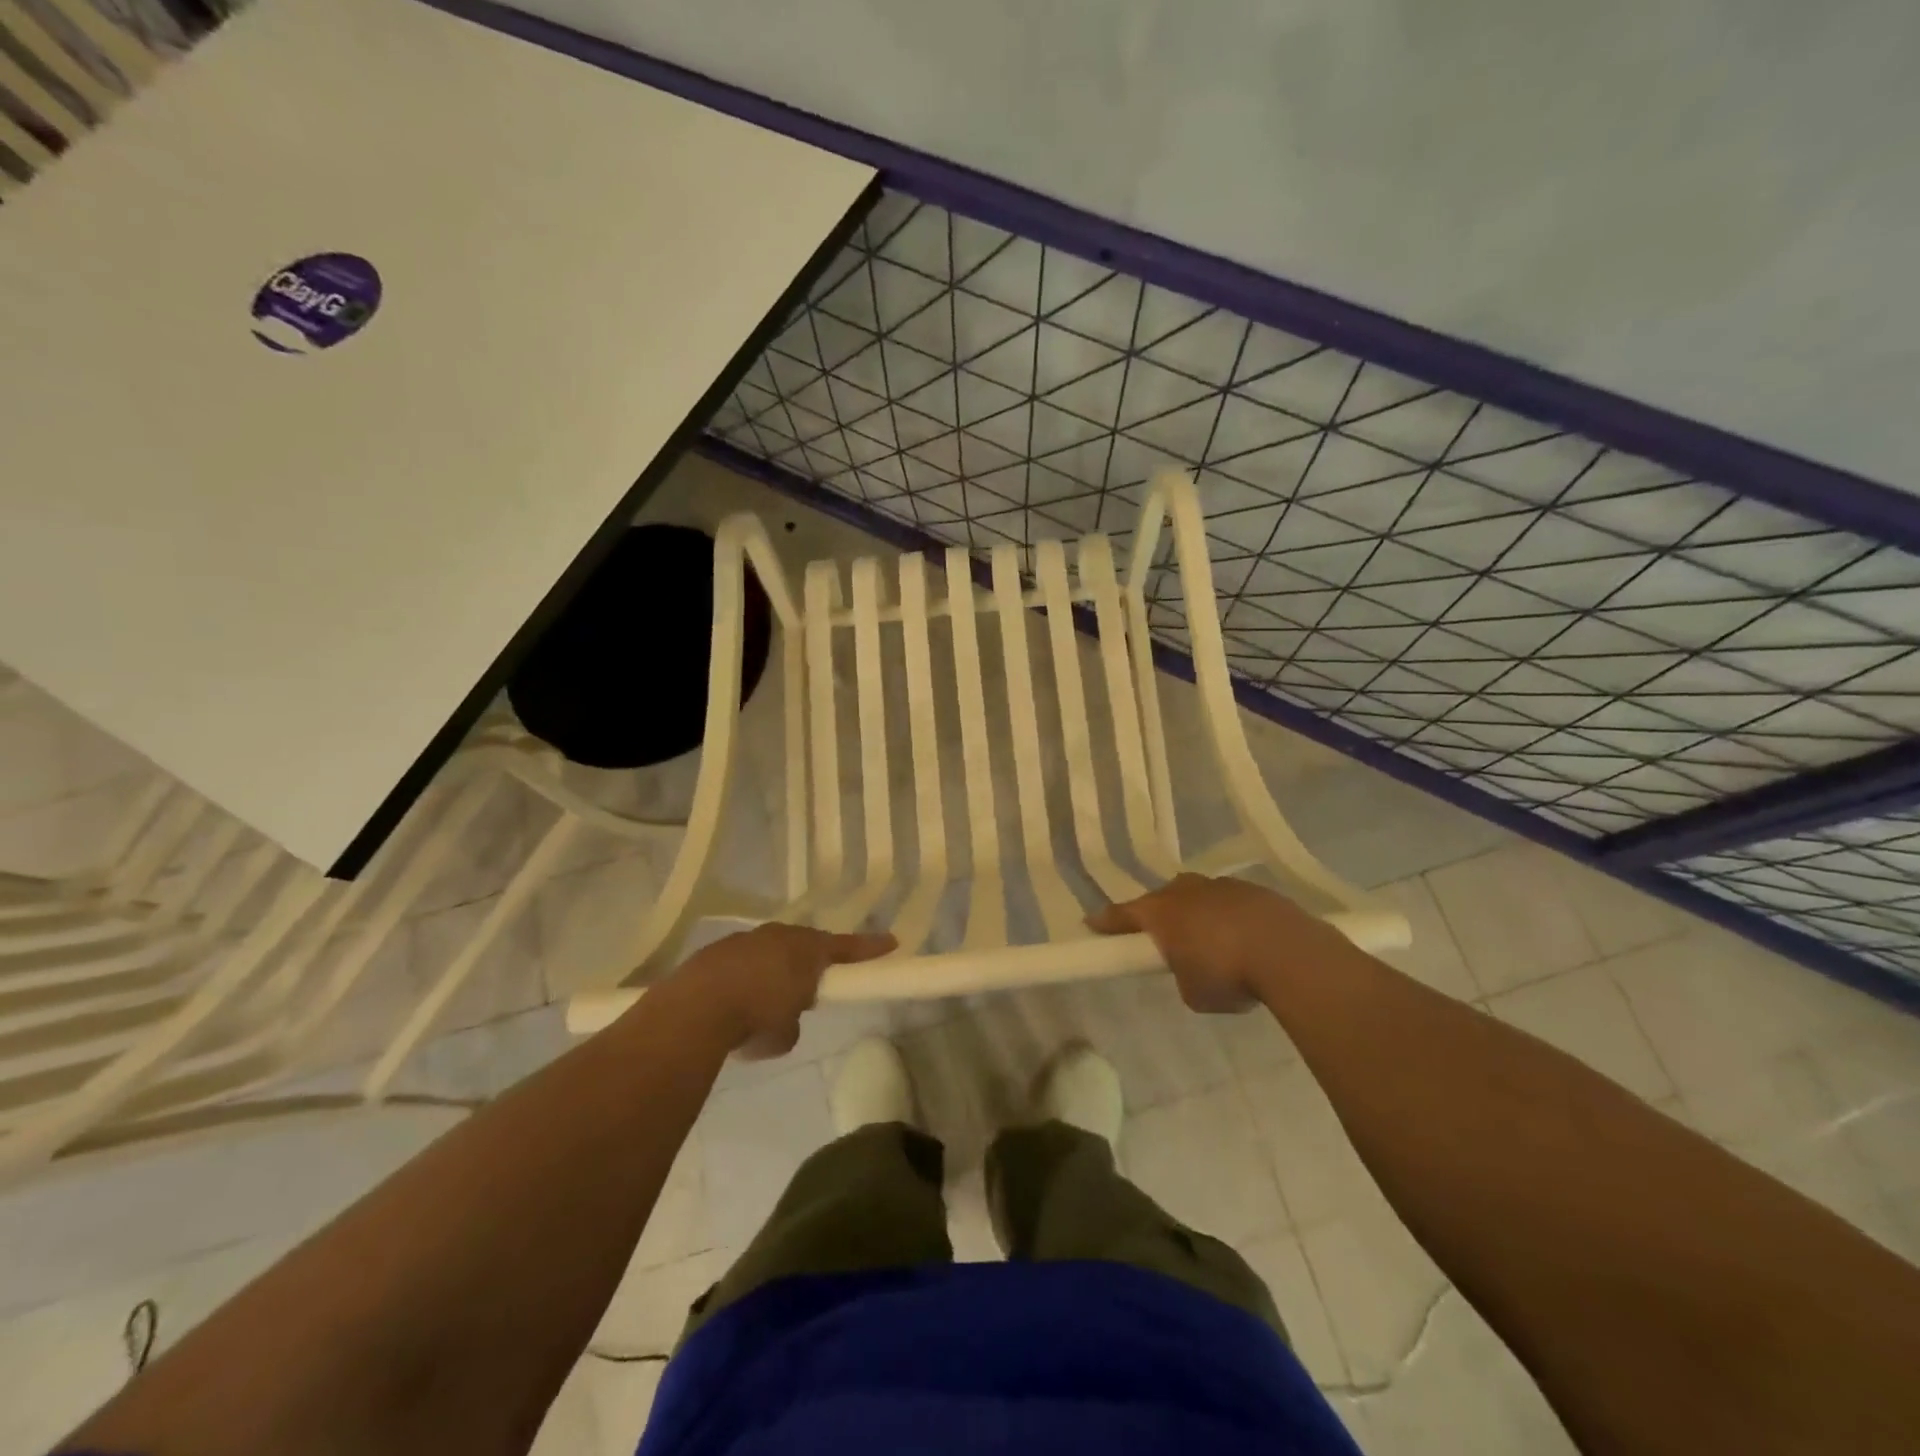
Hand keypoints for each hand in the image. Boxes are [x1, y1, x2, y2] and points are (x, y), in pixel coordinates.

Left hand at [671, 923, 895, 1057]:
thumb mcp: (785, 1033)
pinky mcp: (713, 952)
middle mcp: (778, 936)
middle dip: (809, 963)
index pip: (846, 947)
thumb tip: (782, 1019)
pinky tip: (730, 1005)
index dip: (869, 948)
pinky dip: (741, 980)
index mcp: (806, 951)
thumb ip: (792, 1021)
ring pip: (768, 952)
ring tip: (761, 1004)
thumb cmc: (755, 1018)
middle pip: (803, 945)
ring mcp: (743, 940)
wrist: (695, 1009)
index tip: (891, 942)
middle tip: (809, 987)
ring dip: (771, 972)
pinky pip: (739, 963)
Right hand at [1087, 874, 1335, 1012]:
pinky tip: (1244, 940)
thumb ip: (1183, 976)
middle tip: (1162, 937)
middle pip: (1162, 898)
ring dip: (1197, 914)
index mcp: (1161, 913)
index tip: (1091, 923)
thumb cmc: (1227, 973)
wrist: (1289, 952)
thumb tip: (1192, 968)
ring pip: (1198, 896)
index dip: (1106, 922)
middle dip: (1159, 914)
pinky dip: (1229, 917)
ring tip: (1210, 942)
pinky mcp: (1255, 891)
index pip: (1123, 915)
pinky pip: (1230, 902)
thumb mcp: (1193, 992)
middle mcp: (1186, 891)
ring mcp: (1221, 886)